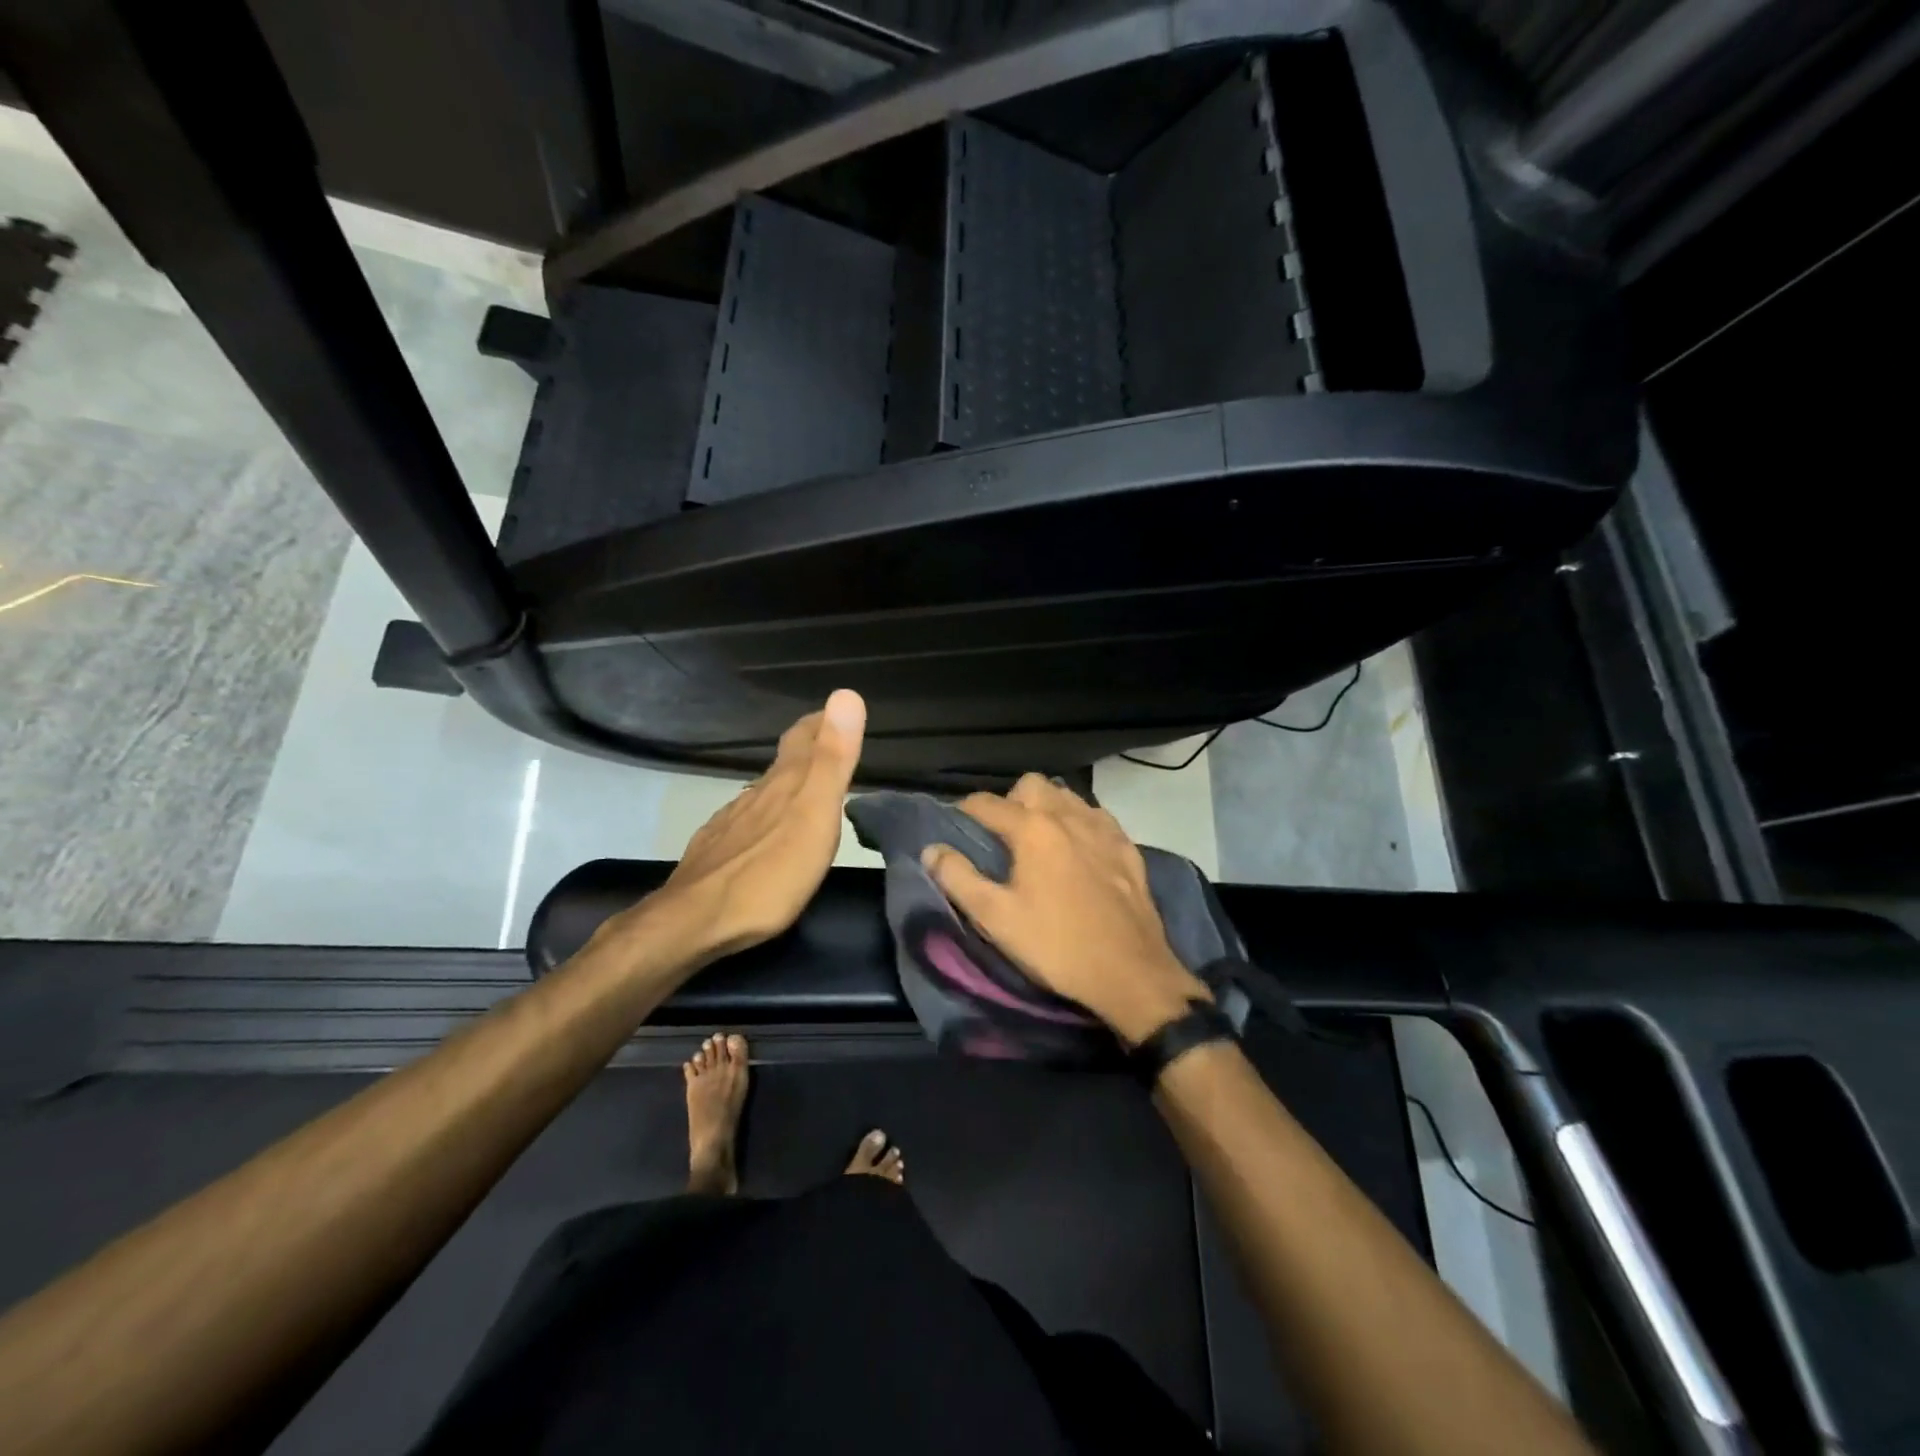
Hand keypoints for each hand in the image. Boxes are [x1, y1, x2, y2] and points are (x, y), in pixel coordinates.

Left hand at [619, 690, 866, 963]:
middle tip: (826, 743)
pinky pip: (745, 822)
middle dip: (806, 749)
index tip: (835, 710)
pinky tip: (762, 832)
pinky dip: (762, 815)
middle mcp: (756, 795)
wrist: (696, 921)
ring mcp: (731, 823)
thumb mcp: (815, 814)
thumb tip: (846, 694)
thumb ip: (832, 759)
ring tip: (802, 788)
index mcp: (784, 784)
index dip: (821, 722)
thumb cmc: (770, 873)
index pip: (804, 738)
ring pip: (763, 792)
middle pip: (783, 763)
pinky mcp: (716, 852)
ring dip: (785, 784)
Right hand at [920, 774, 1210, 1044]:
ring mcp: (1103, 828)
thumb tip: (931, 849)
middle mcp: (1068, 816)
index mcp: (1033, 829)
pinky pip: (1097, 816)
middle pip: (1031, 785)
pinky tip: (1079, 849)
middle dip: (1011, 801)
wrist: (1130, 974)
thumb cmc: (1056, 946)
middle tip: (1003, 837)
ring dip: (1047, 807)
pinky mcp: (1128, 847)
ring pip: (1068, 795)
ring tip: (1039, 841)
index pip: (987, 803)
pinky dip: (1080, 822)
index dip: (965, 811)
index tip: (956, 829)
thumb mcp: (996, 918)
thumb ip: (958, 878)